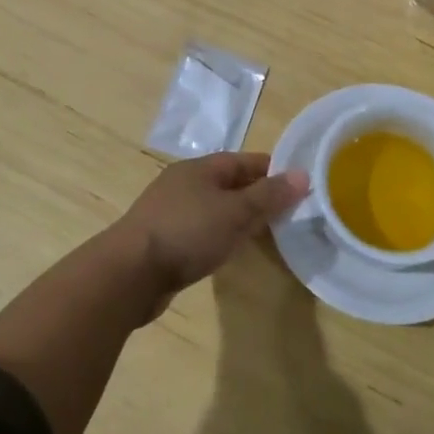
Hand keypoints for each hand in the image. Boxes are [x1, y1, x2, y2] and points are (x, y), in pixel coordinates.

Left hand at [118, 152, 308, 299]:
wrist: (130, 272)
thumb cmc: (187, 232)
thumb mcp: (235, 212)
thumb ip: (269, 195)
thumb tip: (303, 174)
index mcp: (200, 168)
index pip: (245, 161)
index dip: (273, 171)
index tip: (299, 185)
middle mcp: (184, 182)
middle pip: (229, 183)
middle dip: (257, 195)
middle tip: (287, 213)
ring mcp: (170, 210)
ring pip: (214, 207)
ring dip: (237, 217)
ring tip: (263, 233)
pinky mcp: (162, 238)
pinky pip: (200, 229)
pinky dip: (218, 235)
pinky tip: (228, 250)